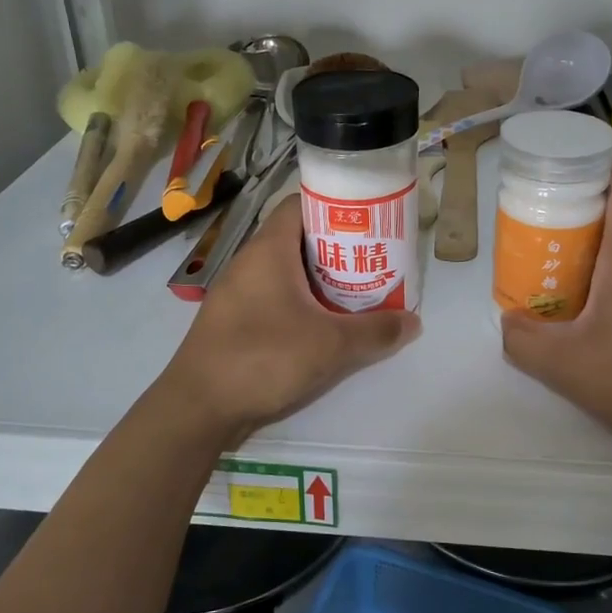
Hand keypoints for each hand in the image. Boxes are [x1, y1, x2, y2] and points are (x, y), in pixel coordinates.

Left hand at [165, 193, 420, 439]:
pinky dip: (302, 302)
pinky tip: (324, 325)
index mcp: (269, 249)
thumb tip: (413, 321)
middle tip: (373, 260)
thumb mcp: (330, 345)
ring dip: (321, 279)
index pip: (302, 204)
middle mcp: (250, 261)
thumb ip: (376, 331)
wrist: (198, 408)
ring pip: (288, 271)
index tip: (370, 221)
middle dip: (338, 248)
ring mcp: (239, 292)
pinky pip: (275, 296)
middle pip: (299, 238)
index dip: (336, 206)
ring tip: (357, 292)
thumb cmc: (263, 358)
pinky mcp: (235, 320)